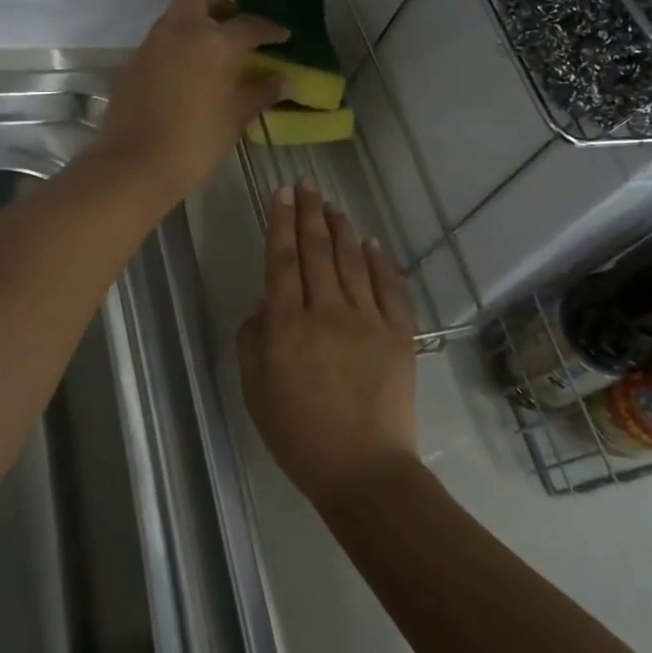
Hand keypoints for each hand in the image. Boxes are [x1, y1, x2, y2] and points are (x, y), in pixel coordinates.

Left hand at [92, 0, 286, 205]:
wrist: (136, 165)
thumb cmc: (196, 141)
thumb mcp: (235, 117)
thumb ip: (260, 93)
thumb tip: (283, 80)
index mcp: (213, 41)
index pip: (248, 25)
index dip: (269, 29)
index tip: (281, 36)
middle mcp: (180, 31)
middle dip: (219, 1)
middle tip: (233, 27)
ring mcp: (152, 44)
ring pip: (175, 15)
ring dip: (195, 24)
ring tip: (213, 55)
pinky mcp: (133, 62)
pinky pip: (160, 41)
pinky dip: (177, 47)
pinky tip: (187, 77)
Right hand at [238, 183, 418, 508]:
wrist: (364, 469)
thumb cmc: (299, 434)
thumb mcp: (255, 390)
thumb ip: (253, 339)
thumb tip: (266, 303)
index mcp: (287, 325)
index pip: (282, 260)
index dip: (281, 222)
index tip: (282, 193)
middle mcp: (326, 311)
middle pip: (316, 250)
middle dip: (309, 212)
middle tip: (306, 183)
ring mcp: (367, 319)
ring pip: (351, 260)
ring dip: (340, 228)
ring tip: (332, 204)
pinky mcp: (398, 333)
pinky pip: (388, 286)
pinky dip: (378, 260)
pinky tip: (370, 241)